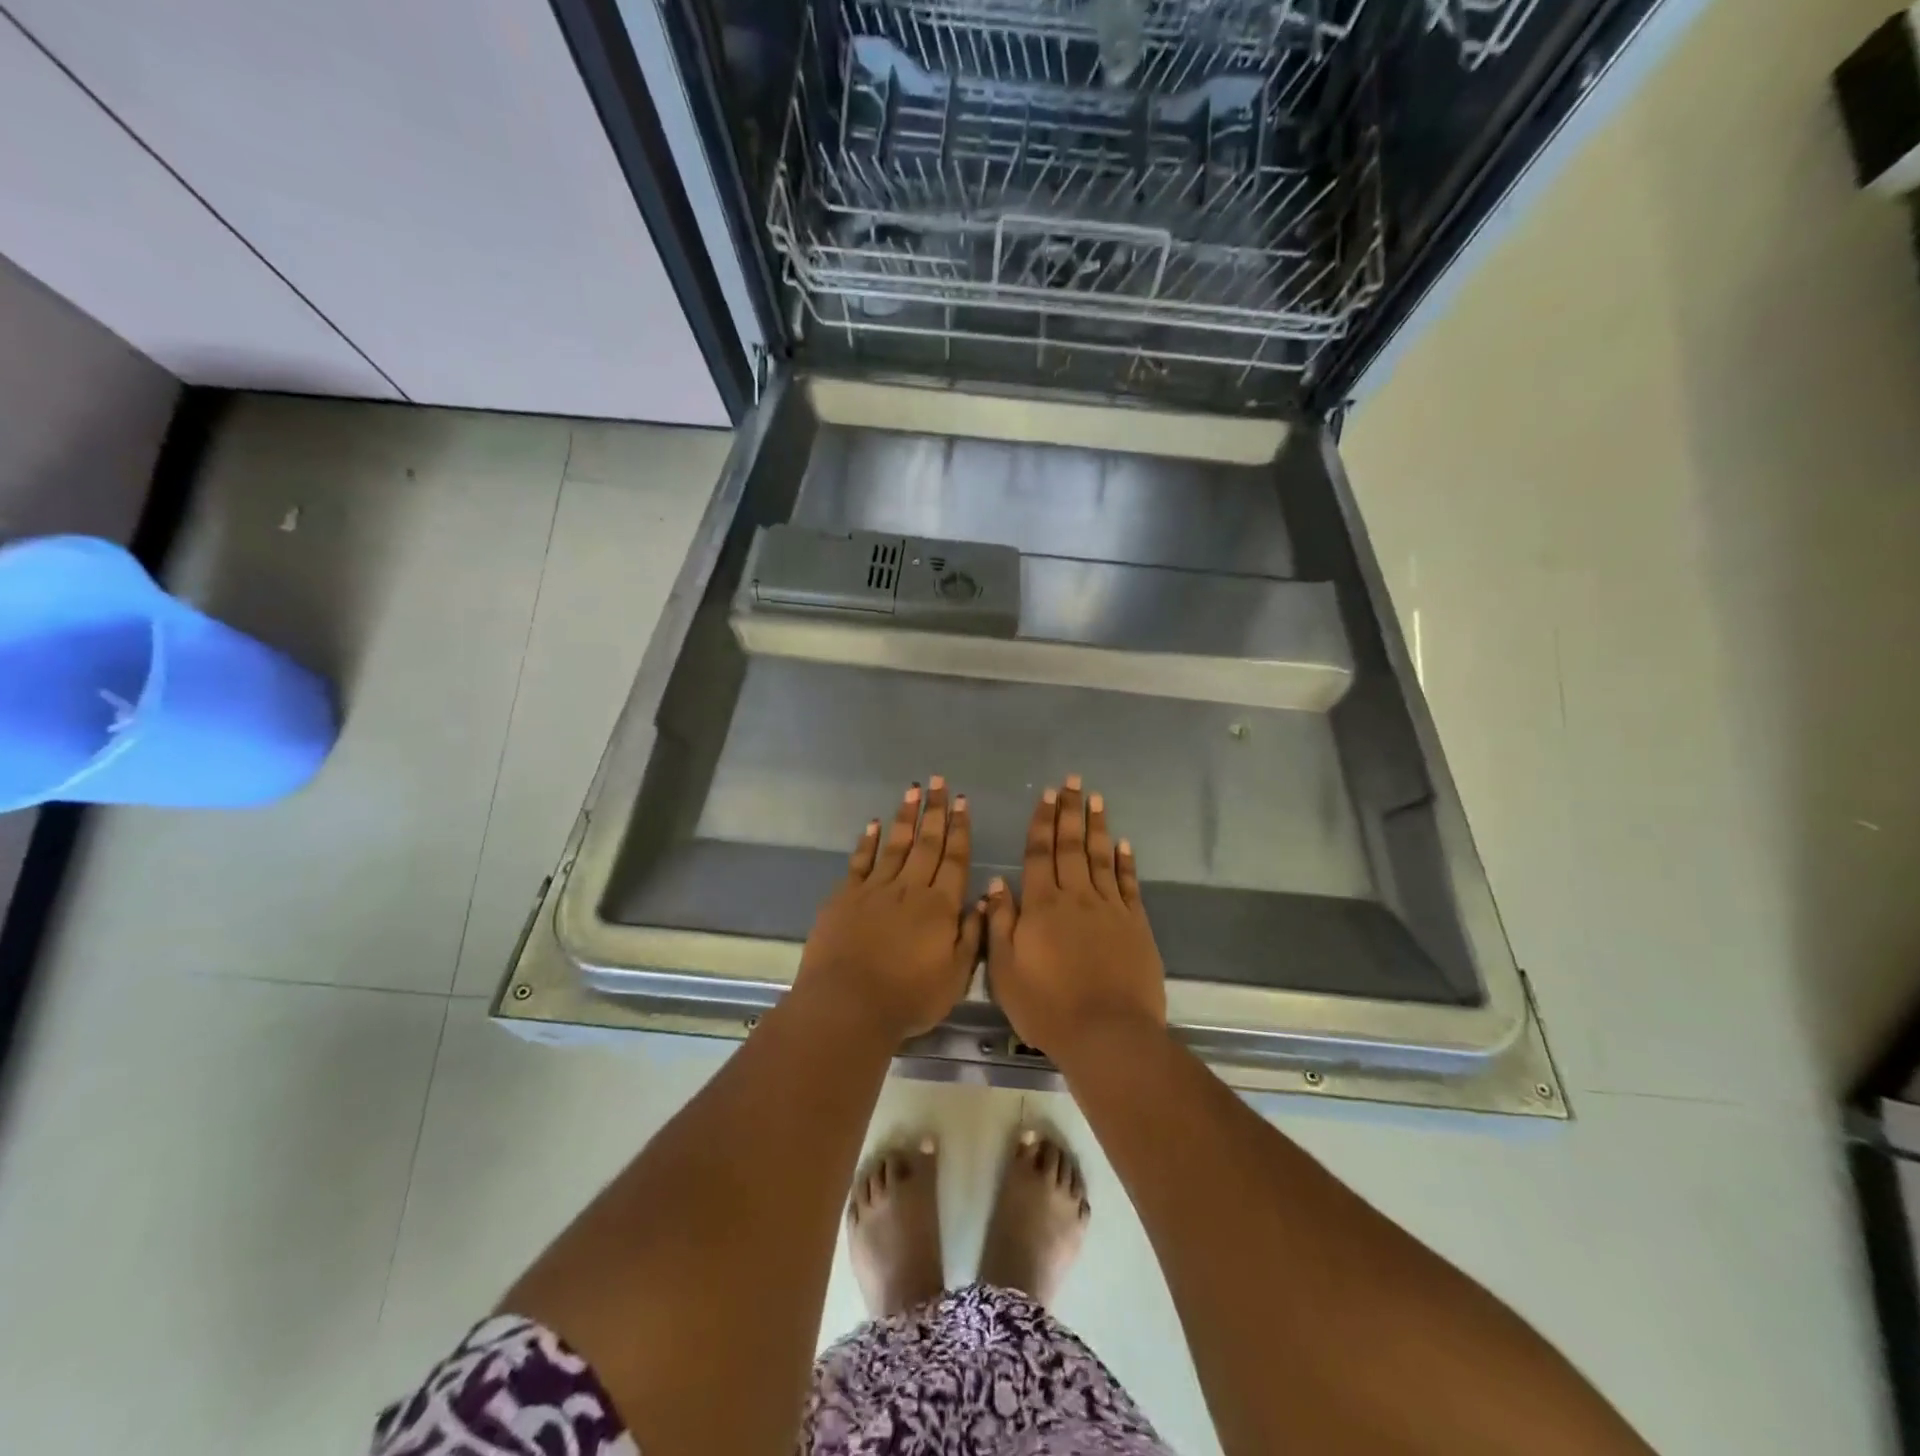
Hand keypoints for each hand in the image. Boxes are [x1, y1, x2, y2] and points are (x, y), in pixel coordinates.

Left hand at [794, 777, 982, 1044]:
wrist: (848, 1005)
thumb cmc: (908, 998)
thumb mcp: (955, 977)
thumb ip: (972, 936)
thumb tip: (984, 899)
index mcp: (940, 906)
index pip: (955, 859)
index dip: (960, 829)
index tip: (962, 802)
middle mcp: (910, 889)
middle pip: (927, 843)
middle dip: (935, 811)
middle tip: (939, 782)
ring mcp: (875, 890)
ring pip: (896, 845)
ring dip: (906, 817)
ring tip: (914, 791)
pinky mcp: (845, 897)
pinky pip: (860, 862)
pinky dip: (868, 842)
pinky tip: (874, 824)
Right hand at [985, 776, 1165, 1059]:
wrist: (1107, 1034)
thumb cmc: (1047, 1006)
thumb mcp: (1005, 970)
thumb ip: (1000, 923)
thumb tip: (997, 883)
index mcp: (1041, 905)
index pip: (1039, 853)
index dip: (1041, 822)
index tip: (1045, 796)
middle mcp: (1076, 897)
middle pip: (1071, 845)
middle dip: (1069, 811)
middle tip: (1071, 782)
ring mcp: (1109, 908)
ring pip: (1100, 857)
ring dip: (1097, 826)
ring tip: (1095, 798)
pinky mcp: (1135, 924)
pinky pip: (1128, 884)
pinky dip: (1125, 862)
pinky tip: (1123, 844)